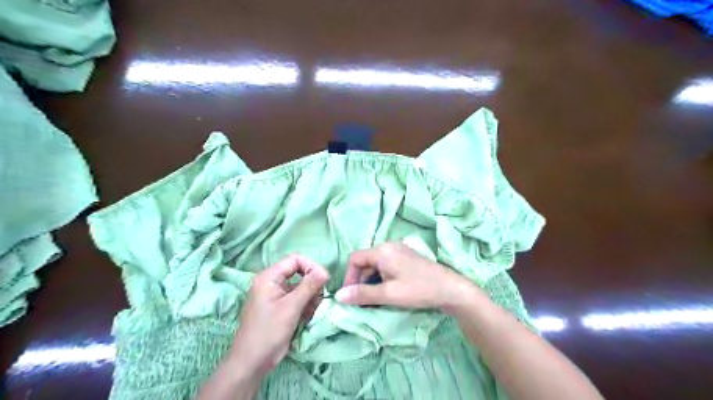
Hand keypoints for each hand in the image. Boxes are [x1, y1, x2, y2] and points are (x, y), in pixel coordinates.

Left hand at [228, 254, 328, 375]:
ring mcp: (276, 295)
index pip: (295, 259)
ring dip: (310, 297)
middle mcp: (272, 282)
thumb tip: (325, 271)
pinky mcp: (281, 307)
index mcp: (269, 277)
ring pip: (301, 287)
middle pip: (299, 273)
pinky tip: (307, 317)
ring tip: (312, 310)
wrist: (252, 362)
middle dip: (312, 285)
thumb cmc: (269, 331)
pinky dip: (306, 305)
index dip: (311, 266)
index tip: (324, 279)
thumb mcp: (291, 307)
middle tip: (319, 298)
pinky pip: (298, 299)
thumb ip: (309, 286)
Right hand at [334, 243, 478, 314]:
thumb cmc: (418, 290)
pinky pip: (386, 265)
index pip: (355, 259)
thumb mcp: (388, 294)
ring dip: (371, 281)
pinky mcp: (406, 257)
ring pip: (375, 264)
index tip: (351, 296)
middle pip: (365, 261)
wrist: (450, 289)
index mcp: (382, 251)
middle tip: (363, 301)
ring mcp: (399, 250)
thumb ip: (362, 294)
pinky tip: (388, 292)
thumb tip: (338, 296)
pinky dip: (381, 278)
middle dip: (361, 281)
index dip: (349, 277)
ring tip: (376, 299)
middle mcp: (389, 246)